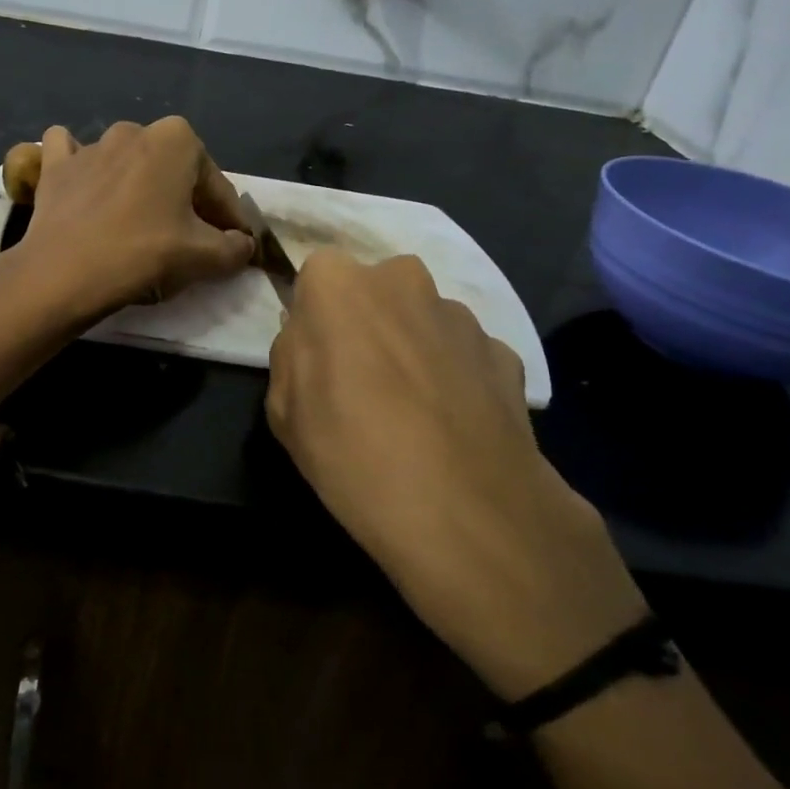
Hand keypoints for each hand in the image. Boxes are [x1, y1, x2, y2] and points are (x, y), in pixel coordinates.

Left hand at [13, 117, 255, 323]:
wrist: (65, 271)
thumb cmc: (143, 253)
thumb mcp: (204, 256)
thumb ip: (235, 247)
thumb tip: (243, 244)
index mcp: (177, 139)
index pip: (216, 185)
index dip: (228, 219)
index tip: (233, 245)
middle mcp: (135, 130)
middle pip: (172, 171)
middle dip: (185, 200)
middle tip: (189, 238)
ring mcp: (90, 144)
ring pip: (126, 161)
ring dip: (139, 185)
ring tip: (140, 224)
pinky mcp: (55, 165)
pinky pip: (71, 155)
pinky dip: (82, 168)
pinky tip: (86, 187)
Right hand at [266, 249, 646, 698]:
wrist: (466, 511)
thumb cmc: (350, 452)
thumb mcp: (283, 409)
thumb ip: (292, 355)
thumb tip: (311, 338)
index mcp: (339, 285)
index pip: (316, 276)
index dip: (314, 318)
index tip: (317, 360)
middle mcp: (403, 280)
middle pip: (374, 291)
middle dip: (366, 324)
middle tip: (361, 383)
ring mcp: (461, 315)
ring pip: (422, 321)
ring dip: (413, 349)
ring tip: (412, 414)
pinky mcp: (506, 353)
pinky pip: (464, 355)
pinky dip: (455, 377)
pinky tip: (451, 427)